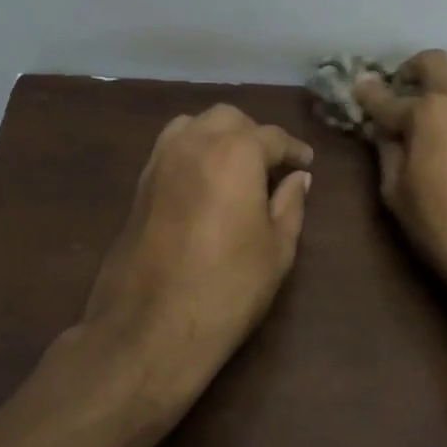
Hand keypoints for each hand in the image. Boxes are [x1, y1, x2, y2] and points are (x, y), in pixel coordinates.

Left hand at [78, 104, 312, 406]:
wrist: (151, 327)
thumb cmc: (228, 288)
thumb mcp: (278, 249)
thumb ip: (290, 204)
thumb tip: (298, 178)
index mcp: (236, 152)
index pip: (271, 136)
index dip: (293, 149)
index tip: (306, 162)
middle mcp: (195, 143)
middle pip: (229, 119)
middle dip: (253, 134)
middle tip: (271, 166)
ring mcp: (160, 161)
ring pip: (194, 125)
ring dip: (218, 136)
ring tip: (235, 168)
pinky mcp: (140, 184)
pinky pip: (170, 147)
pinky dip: (192, 151)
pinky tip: (205, 182)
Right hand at [355, 51, 446, 310]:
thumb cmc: (441, 225)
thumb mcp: (396, 192)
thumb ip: (388, 151)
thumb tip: (384, 129)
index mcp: (427, 112)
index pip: (387, 98)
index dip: (368, 94)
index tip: (358, 87)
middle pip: (435, 62)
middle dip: (412, 69)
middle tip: (401, 90)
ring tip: (445, 101)